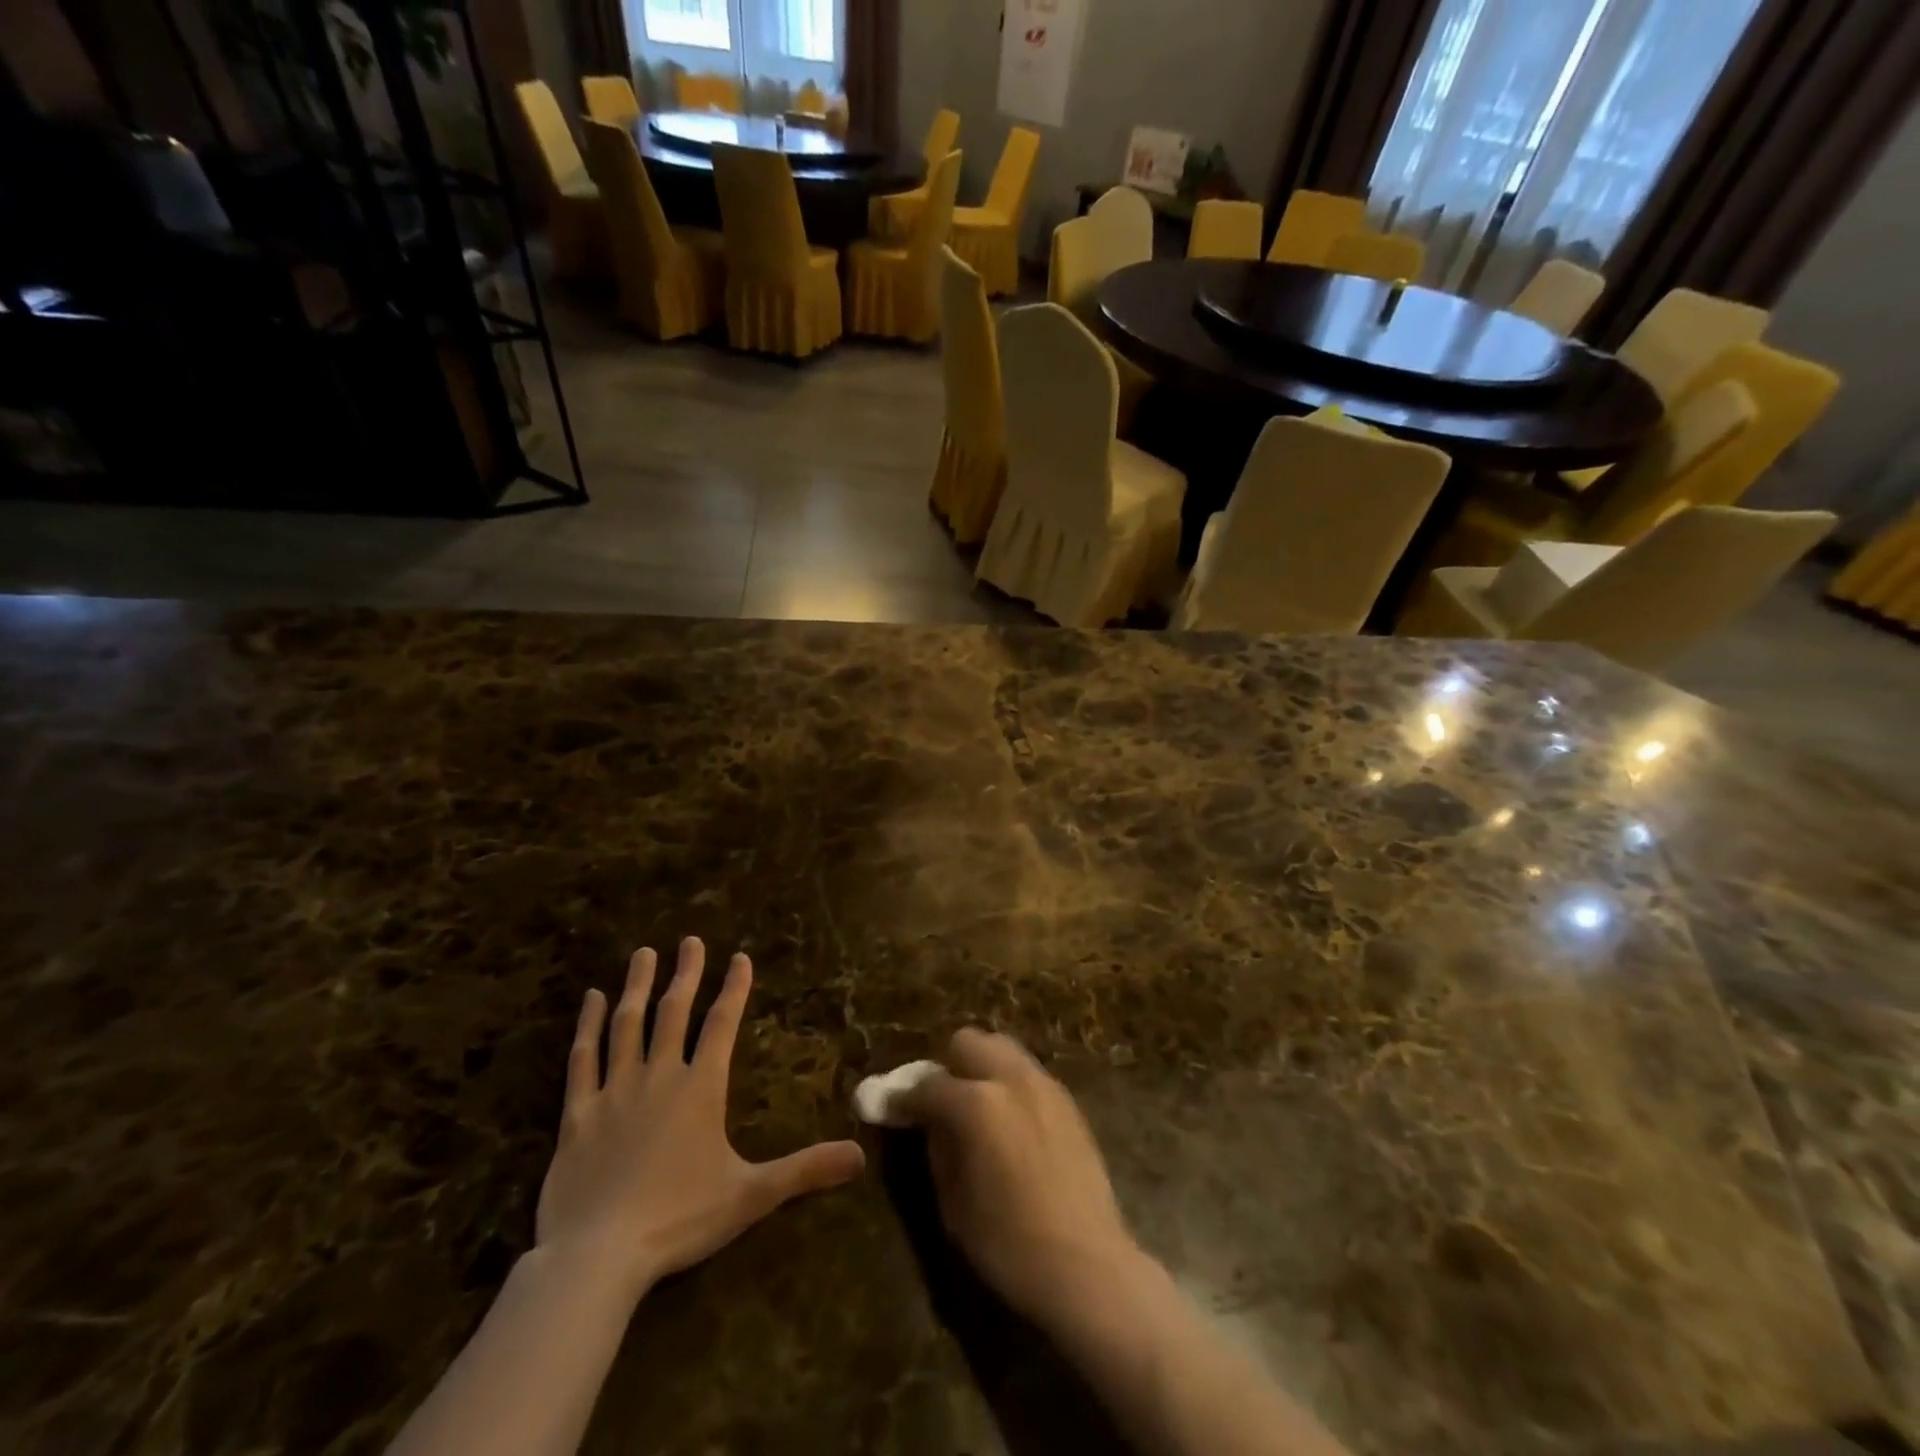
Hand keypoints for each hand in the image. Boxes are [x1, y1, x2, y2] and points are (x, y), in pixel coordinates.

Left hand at [535, 938, 865, 1298]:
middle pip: (673, 1012)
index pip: (722, 1025)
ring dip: (637, 987)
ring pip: (627, 1025)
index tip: (739, 957)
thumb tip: (861, 1155)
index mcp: (701, 1089)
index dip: (734, 989)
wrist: (598, 1257)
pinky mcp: (578, 1113)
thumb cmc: (680, 1219)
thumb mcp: (751, 1195)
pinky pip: (582, 1059)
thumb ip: (805, 1170)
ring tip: (643, 954)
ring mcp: (614, 1091)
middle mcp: (659, 1077)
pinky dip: (587, 1026)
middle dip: (685, 973)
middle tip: (690, 940)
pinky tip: (590, 1000)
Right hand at [897, 1028, 1147, 1328]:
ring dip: (981, 1068)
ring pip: (1001, 1048)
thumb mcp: (953, 1203)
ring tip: (976, 1108)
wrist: (1088, 1266)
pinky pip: (1027, 1072)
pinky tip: (1008, 1121)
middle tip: (941, 1102)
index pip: (927, 1085)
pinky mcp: (1067, 1099)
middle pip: (968, 1042)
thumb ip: (937, 1148)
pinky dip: (1008, 1083)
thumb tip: (928, 1122)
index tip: (890, 1107)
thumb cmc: (1009, 1245)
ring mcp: (1044, 1084)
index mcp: (977, 1103)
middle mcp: (1011, 1078)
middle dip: (948, 1066)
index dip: (903, 1098)